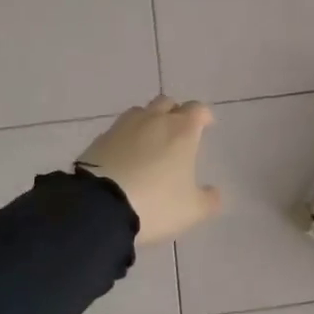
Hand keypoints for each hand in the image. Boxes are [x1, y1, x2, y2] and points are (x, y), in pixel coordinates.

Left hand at [77, 96, 221, 245]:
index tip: (206, 125)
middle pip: (167, 103)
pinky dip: (125, 138)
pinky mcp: (99, 139)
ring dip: (148, 121)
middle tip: (178, 133)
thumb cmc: (156, 203)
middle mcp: (153, 120)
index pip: (197, 109)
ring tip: (150, 143)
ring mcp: (123, 127)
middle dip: (175, 113)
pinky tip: (125, 156)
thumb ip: (208, 199)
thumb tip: (213, 192)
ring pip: (140, 112)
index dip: (203, 116)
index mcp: (182, 130)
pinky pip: (118, 130)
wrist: (100, 207)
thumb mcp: (192, 210)